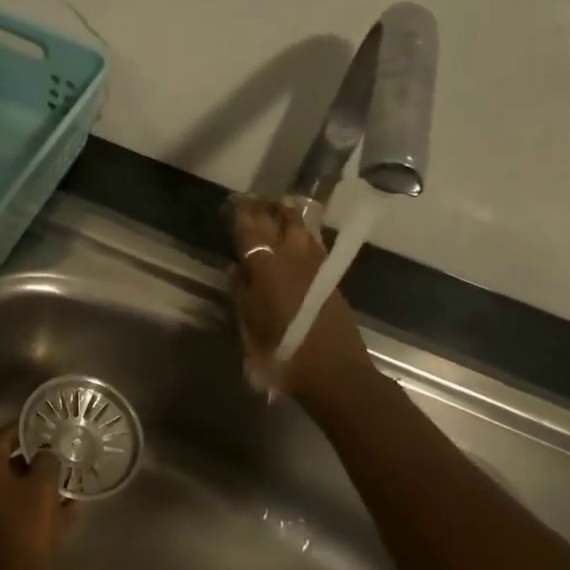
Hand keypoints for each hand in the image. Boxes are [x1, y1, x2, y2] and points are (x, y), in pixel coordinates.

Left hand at [0, 424, 77, 569]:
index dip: (21, 429)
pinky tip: (65, 512)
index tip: (42, 424)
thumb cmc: (27, 527)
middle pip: (4, 466)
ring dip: (36, 488)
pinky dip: (33, 511)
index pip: (0, 438)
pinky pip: (14, 516)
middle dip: (32, 461)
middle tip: (58, 456)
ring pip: (11, 493)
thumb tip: (45, 455)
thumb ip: (46, 462)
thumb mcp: (43, 486)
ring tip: (66, 485)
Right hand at [230, 196, 375, 404]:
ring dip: (290, 215)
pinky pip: (314, 242)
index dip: (242, 213)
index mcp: (265, 266)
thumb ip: (241, 293)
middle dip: (267, 207)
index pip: (250, 229)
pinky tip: (302, 233)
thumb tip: (236, 269)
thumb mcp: (249, 326)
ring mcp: (315, 264)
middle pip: (280, 221)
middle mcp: (291, 257)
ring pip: (302, 227)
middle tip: (257, 198)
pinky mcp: (330, 276)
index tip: (236, 200)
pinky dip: (305, 232)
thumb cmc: (281, 352)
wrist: (333, 371)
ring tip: (282, 205)